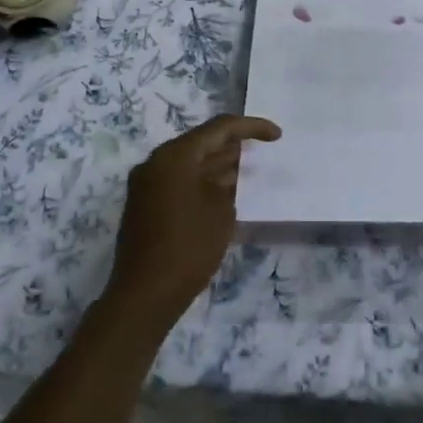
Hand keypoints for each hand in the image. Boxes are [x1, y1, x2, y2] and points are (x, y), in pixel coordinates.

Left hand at [106, 115, 281, 329]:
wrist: (145, 294)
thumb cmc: (189, 247)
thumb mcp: (221, 210)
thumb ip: (228, 182)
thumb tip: (227, 173)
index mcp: (174, 156)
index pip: (219, 128)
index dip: (251, 127)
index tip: (277, 135)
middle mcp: (156, 162)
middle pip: (201, 142)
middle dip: (233, 144)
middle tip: (263, 150)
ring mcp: (147, 184)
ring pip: (189, 162)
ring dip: (218, 164)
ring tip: (249, 169)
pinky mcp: (145, 204)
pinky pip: (179, 180)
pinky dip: (203, 180)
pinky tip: (226, 191)